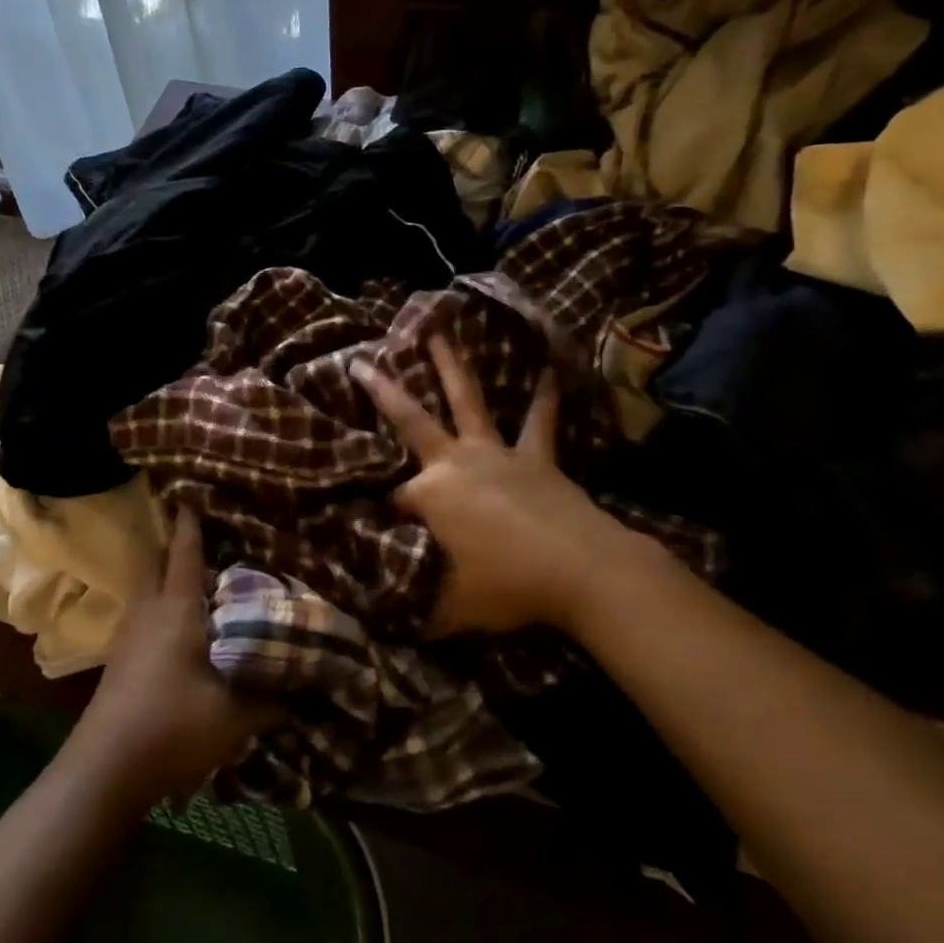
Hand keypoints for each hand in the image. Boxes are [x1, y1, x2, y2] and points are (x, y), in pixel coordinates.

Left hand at [65, 508, 274, 804]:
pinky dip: (163, 605)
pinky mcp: (121, 658)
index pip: (184, 551)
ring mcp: (129, 634)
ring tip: (201, 581)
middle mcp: (149, 610)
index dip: (190, 521)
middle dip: (178, 545)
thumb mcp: (236, 715)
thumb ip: (274, 696)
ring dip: (170, 577)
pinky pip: (145, 613)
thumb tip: (306, 684)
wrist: (106, 768)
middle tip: (207, 536)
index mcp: (177, 607)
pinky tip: (183, 627)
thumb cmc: (174, 725)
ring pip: (150, 589)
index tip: (193, 492)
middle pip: (159, 562)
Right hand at [349, 336, 648, 636]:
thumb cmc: (508, 585)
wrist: (582, 570)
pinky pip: (539, 422)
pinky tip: (550, 369)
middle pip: (411, 419)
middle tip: (360, 360)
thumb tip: (386, 611)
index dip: (380, 517)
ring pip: (468, 401)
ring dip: (452, 366)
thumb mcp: (450, 608)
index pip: (392, 500)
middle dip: (382, 390)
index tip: (374, 531)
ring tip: (440, 331)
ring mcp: (497, 453)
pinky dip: (543, 397)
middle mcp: (455, 461)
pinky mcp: (537, 457)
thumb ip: (415, 605)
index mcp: (429, 494)